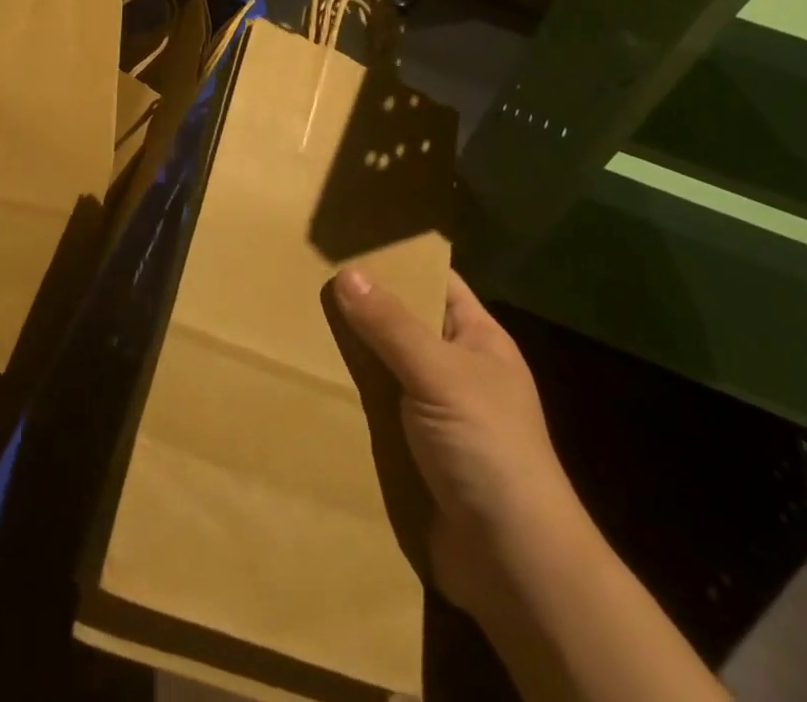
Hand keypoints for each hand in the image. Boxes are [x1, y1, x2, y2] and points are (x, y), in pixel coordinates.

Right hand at [331, 267, 574, 616]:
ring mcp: (433, 413)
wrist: (513, 565)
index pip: (436, 282)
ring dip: (348, 356)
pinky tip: (306, 384)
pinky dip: (347, 400)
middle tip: (305, 279)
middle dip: (361, 307)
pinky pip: (373, 412)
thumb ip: (391, 325)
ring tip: (293, 324)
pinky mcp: (411, 453)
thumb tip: (347, 273)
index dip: (399, 261)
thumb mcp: (440, 374)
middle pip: (402, 324)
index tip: (348, 241)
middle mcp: (455, 370)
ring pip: (382, 368)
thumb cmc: (488, 448)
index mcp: (477, 340)